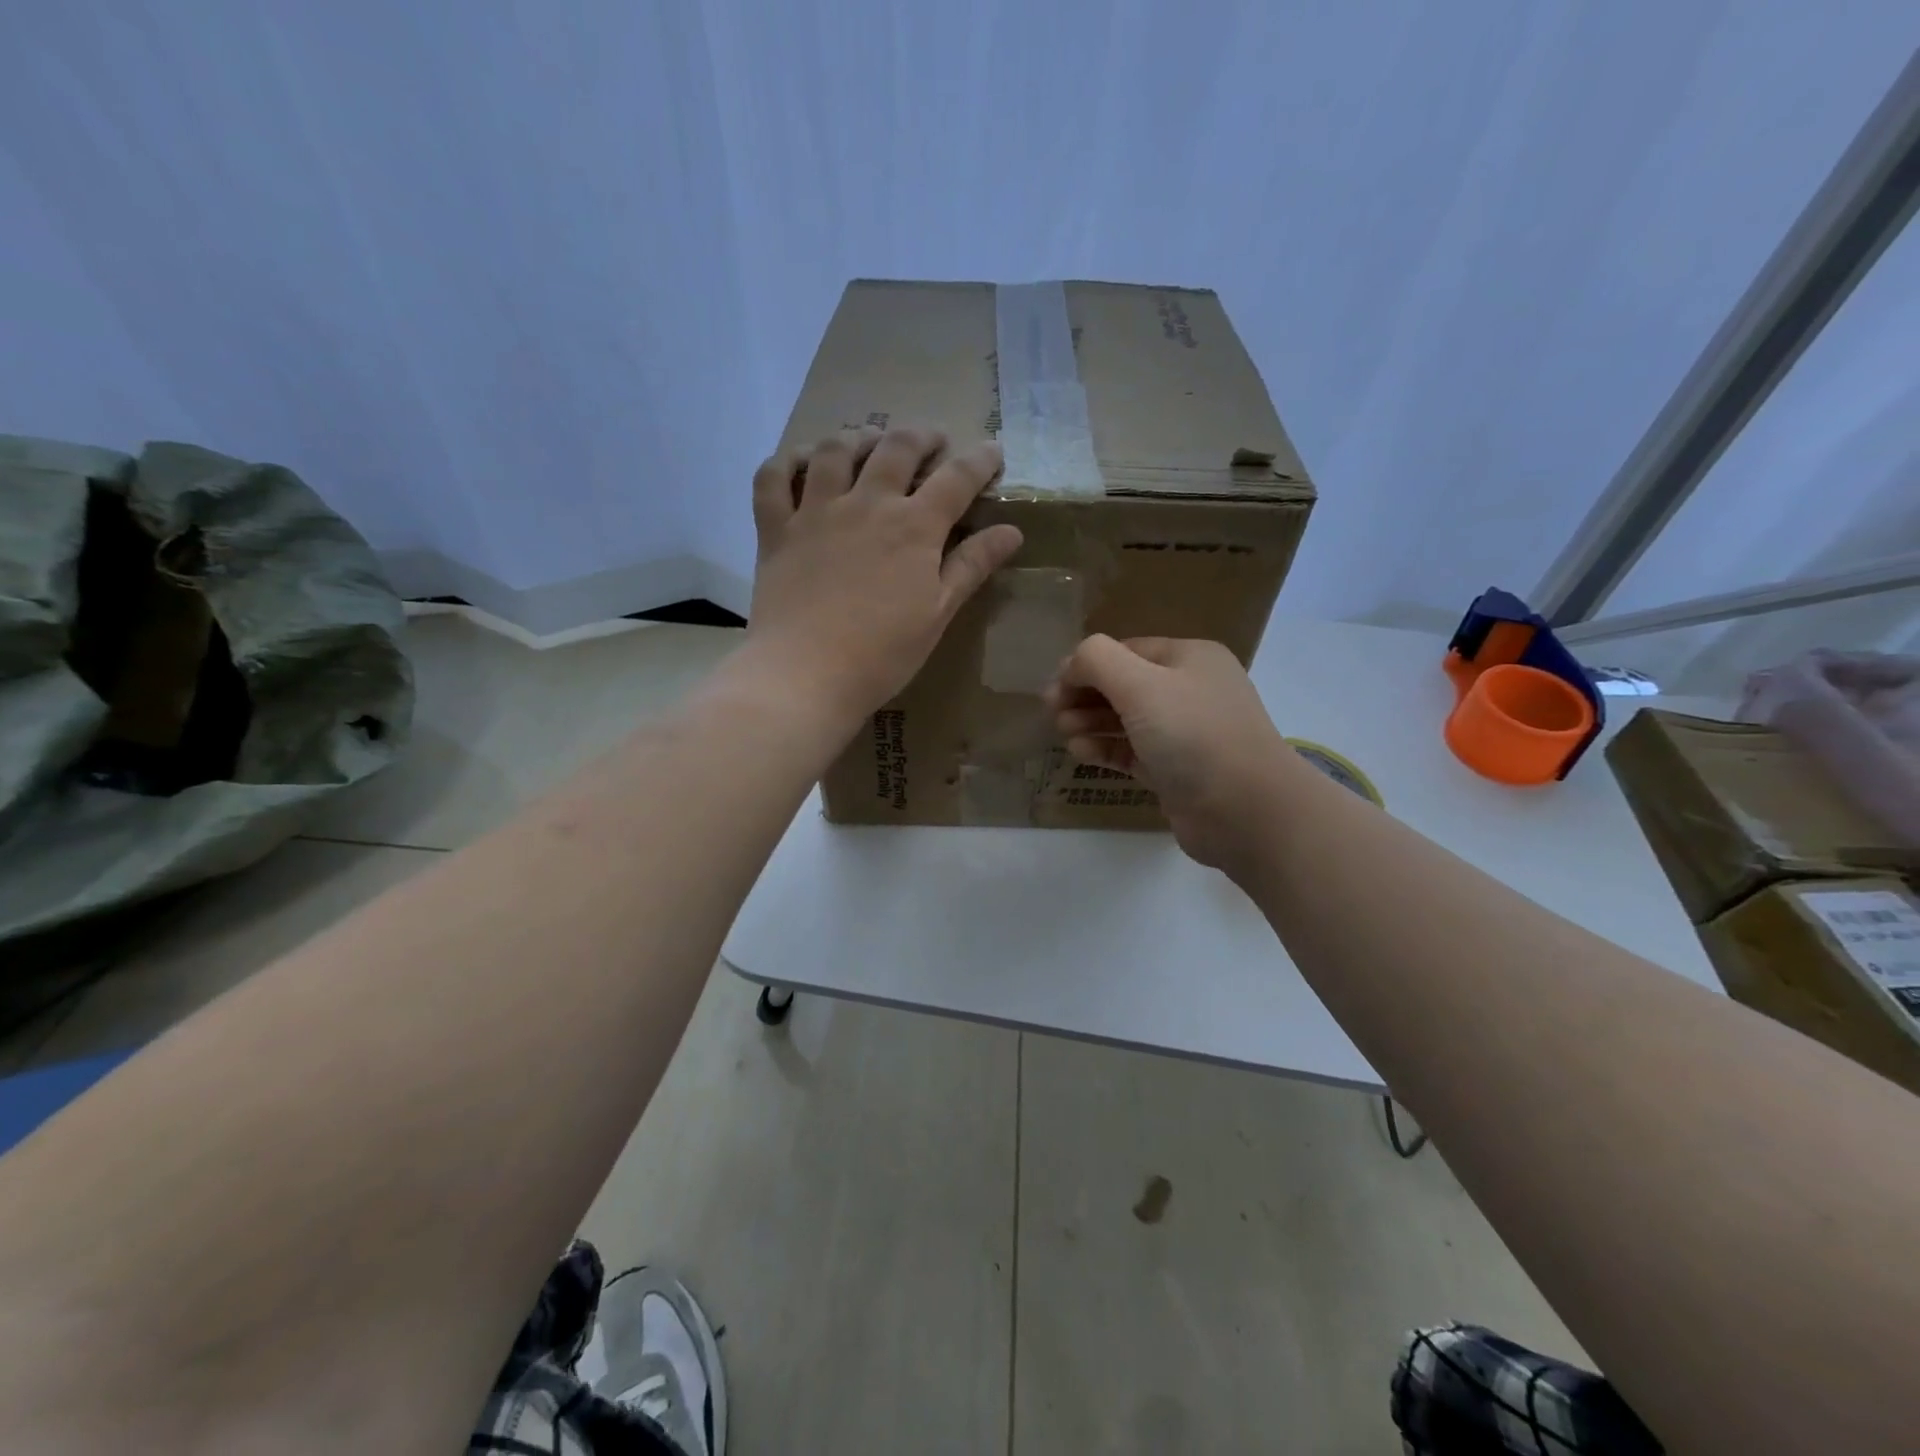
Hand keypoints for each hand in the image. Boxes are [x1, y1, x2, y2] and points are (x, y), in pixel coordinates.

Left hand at [748, 426, 1022, 726]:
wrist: (806, 674)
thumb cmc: (883, 654)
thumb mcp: (938, 613)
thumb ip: (972, 567)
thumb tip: (1011, 532)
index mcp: (914, 527)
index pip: (956, 479)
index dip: (979, 460)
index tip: (992, 451)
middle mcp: (866, 504)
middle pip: (896, 448)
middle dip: (921, 436)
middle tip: (932, 441)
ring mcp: (816, 511)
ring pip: (836, 450)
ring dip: (858, 437)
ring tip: (869, 441)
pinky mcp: (776, 529)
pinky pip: (773, 478)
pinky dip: (786, 462)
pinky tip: (802, 465)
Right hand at [1045, 635, 1300, 875]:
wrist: (1245, 811)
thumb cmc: (1193, 735)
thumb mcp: (1140, 684)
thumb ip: (1097, 661)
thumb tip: (1072, 664)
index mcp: (1189, 658)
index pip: (1125, 650)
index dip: (1086, 665)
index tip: (1053, 687)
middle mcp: (1189, 690)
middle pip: (1123, 684)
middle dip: (1085, 695)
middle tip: (1052, 712)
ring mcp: (1185, 733)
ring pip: (1126, 720)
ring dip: (1091, 722)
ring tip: (1064, 733)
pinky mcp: (1176, 771)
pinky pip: (1132, 752)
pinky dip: (1105, 749)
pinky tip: (1080, 752)